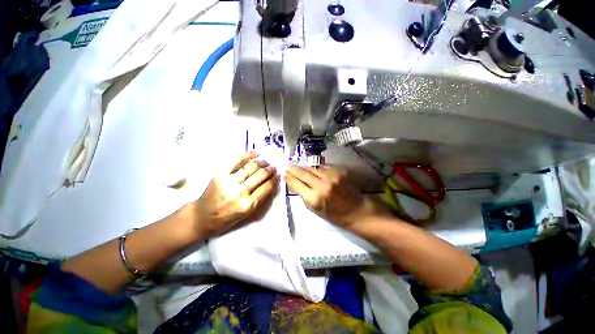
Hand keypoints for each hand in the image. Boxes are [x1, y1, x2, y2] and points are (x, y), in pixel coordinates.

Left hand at [184, 152, 278, 237]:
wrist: (203, 216)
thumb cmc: (228, 217)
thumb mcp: (248, 214)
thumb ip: (261, 198)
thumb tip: (272, 182)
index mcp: (247, 205)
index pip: (267, 187)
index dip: (274, 179)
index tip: (278, 174)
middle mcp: (239, 193)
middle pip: (260, 175)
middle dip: (270, 169)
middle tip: (274, 166)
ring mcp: (229, 182)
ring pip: (251, 167)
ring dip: (261, 162)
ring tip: (265, 162)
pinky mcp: (220, 174)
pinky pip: (236, 160)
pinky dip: (247, 155)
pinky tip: (255, 153)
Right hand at [285, 165, 391, 230]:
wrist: (357, 211)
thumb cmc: (334, 215)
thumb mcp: (315, 210)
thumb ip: (303, 195)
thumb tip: (295, 183)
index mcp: (314, 198)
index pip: (296, 184)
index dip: (289, 177)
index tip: (285, 174)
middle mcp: (322, 185)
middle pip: (303, 173)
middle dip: (293, 168)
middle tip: (288, 165)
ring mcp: (332, 176)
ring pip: (312, 168)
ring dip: (304, 167)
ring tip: (299, 166)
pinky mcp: (340, 171)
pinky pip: (323, 167)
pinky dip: (317, 168)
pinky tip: (314, 170)